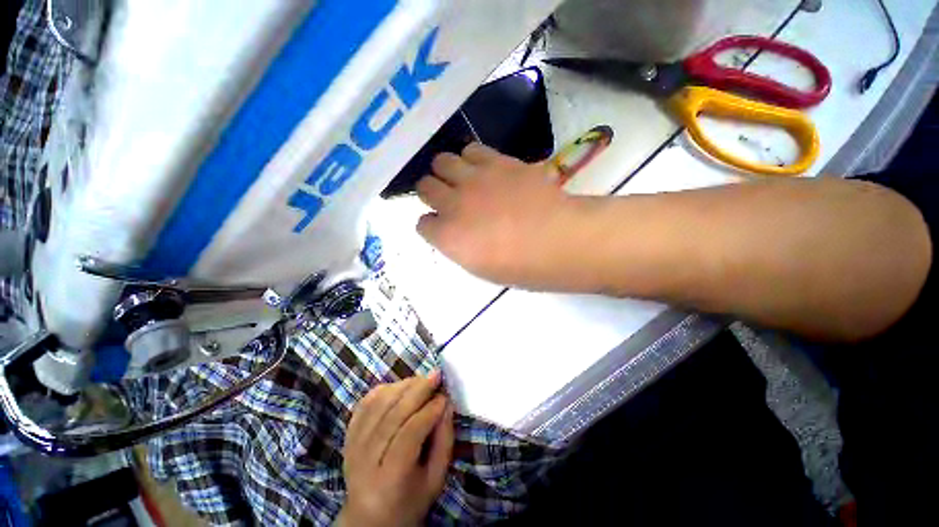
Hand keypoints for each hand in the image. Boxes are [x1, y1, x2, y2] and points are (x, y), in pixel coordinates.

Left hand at [337, 372, 453, 526]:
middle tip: (436, 375)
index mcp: (389, 479)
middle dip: (417, 390)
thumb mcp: (435, 480)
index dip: (429, 412)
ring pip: (378, 405)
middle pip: (391, 415)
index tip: (445, 396)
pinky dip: (383, 389)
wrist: (368, 518)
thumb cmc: (409, 501)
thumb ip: (444, 442)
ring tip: (422, 379)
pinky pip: (365, 404)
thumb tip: (446, 404)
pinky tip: (400, 385)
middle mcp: (365, 460)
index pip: (408, 435)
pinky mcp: (348, 435)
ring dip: (403, 386)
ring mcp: (353, 445)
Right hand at [417, 143, 587, 287]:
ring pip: (442, 161)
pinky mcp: (498, 162)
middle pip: (425, 186)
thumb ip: (458, 246)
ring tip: (462, 180)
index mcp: (448, 237)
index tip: (442, 228)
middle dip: (432, 193)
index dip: (432, 225)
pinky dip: (471, 159)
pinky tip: (482, 169)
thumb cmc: (521, 267)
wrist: (558, 240)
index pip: (422, 224)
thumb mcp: (480, 268)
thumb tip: (454, 232)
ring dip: (447, 172)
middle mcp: (453, 203)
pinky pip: (472, 149)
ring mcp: (475, 179)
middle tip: (448, 199)